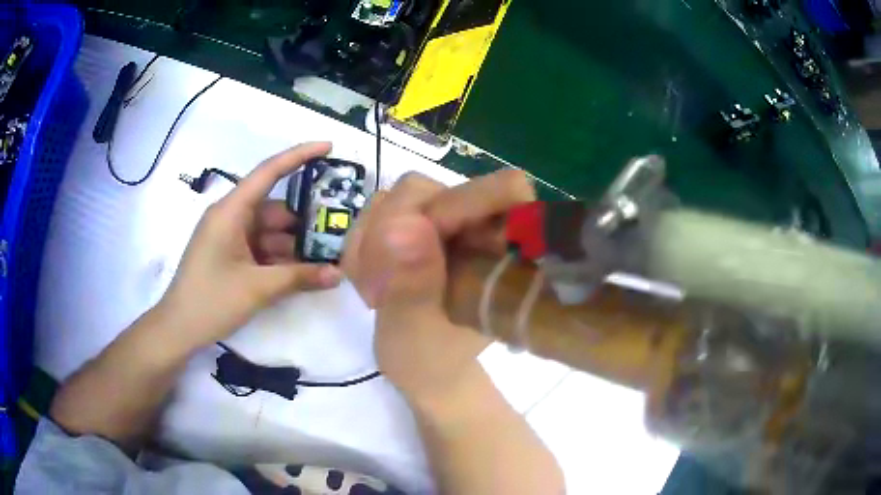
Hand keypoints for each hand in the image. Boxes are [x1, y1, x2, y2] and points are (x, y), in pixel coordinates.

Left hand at [161, 143, 342, 350]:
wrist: (179, 329)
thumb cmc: (211, 300)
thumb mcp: (257, 288)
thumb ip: (299, 277)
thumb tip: (339, 274)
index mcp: (231, 211)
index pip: (268, 172)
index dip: (299, 156)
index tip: (329, 147)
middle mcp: (230, 217)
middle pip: (274, 209)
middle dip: (303, 221)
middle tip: (337, 230)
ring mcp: (229, 237)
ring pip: (269, 232)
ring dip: (293, 246)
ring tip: (325, 260)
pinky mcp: (229, 255)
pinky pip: (260, 248)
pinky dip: (279, 258)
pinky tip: (301, 273)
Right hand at [342, 170, 534, 402]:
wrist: (420, 367)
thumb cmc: (429, 359)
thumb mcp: (417, 331)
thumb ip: (412, 284)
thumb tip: (402, 226)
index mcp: (503, 252)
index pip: (503, 190)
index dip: (460, 202)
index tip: (416, 239)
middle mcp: (478, 225)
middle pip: (428, 189)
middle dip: (390, 230)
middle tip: (376, 284)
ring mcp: (446, 222)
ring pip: (398, 197)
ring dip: (371, 239)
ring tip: (373, 288)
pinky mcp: (420, 224)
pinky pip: (381, 209)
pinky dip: (364, 240)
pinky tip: (367, 277)